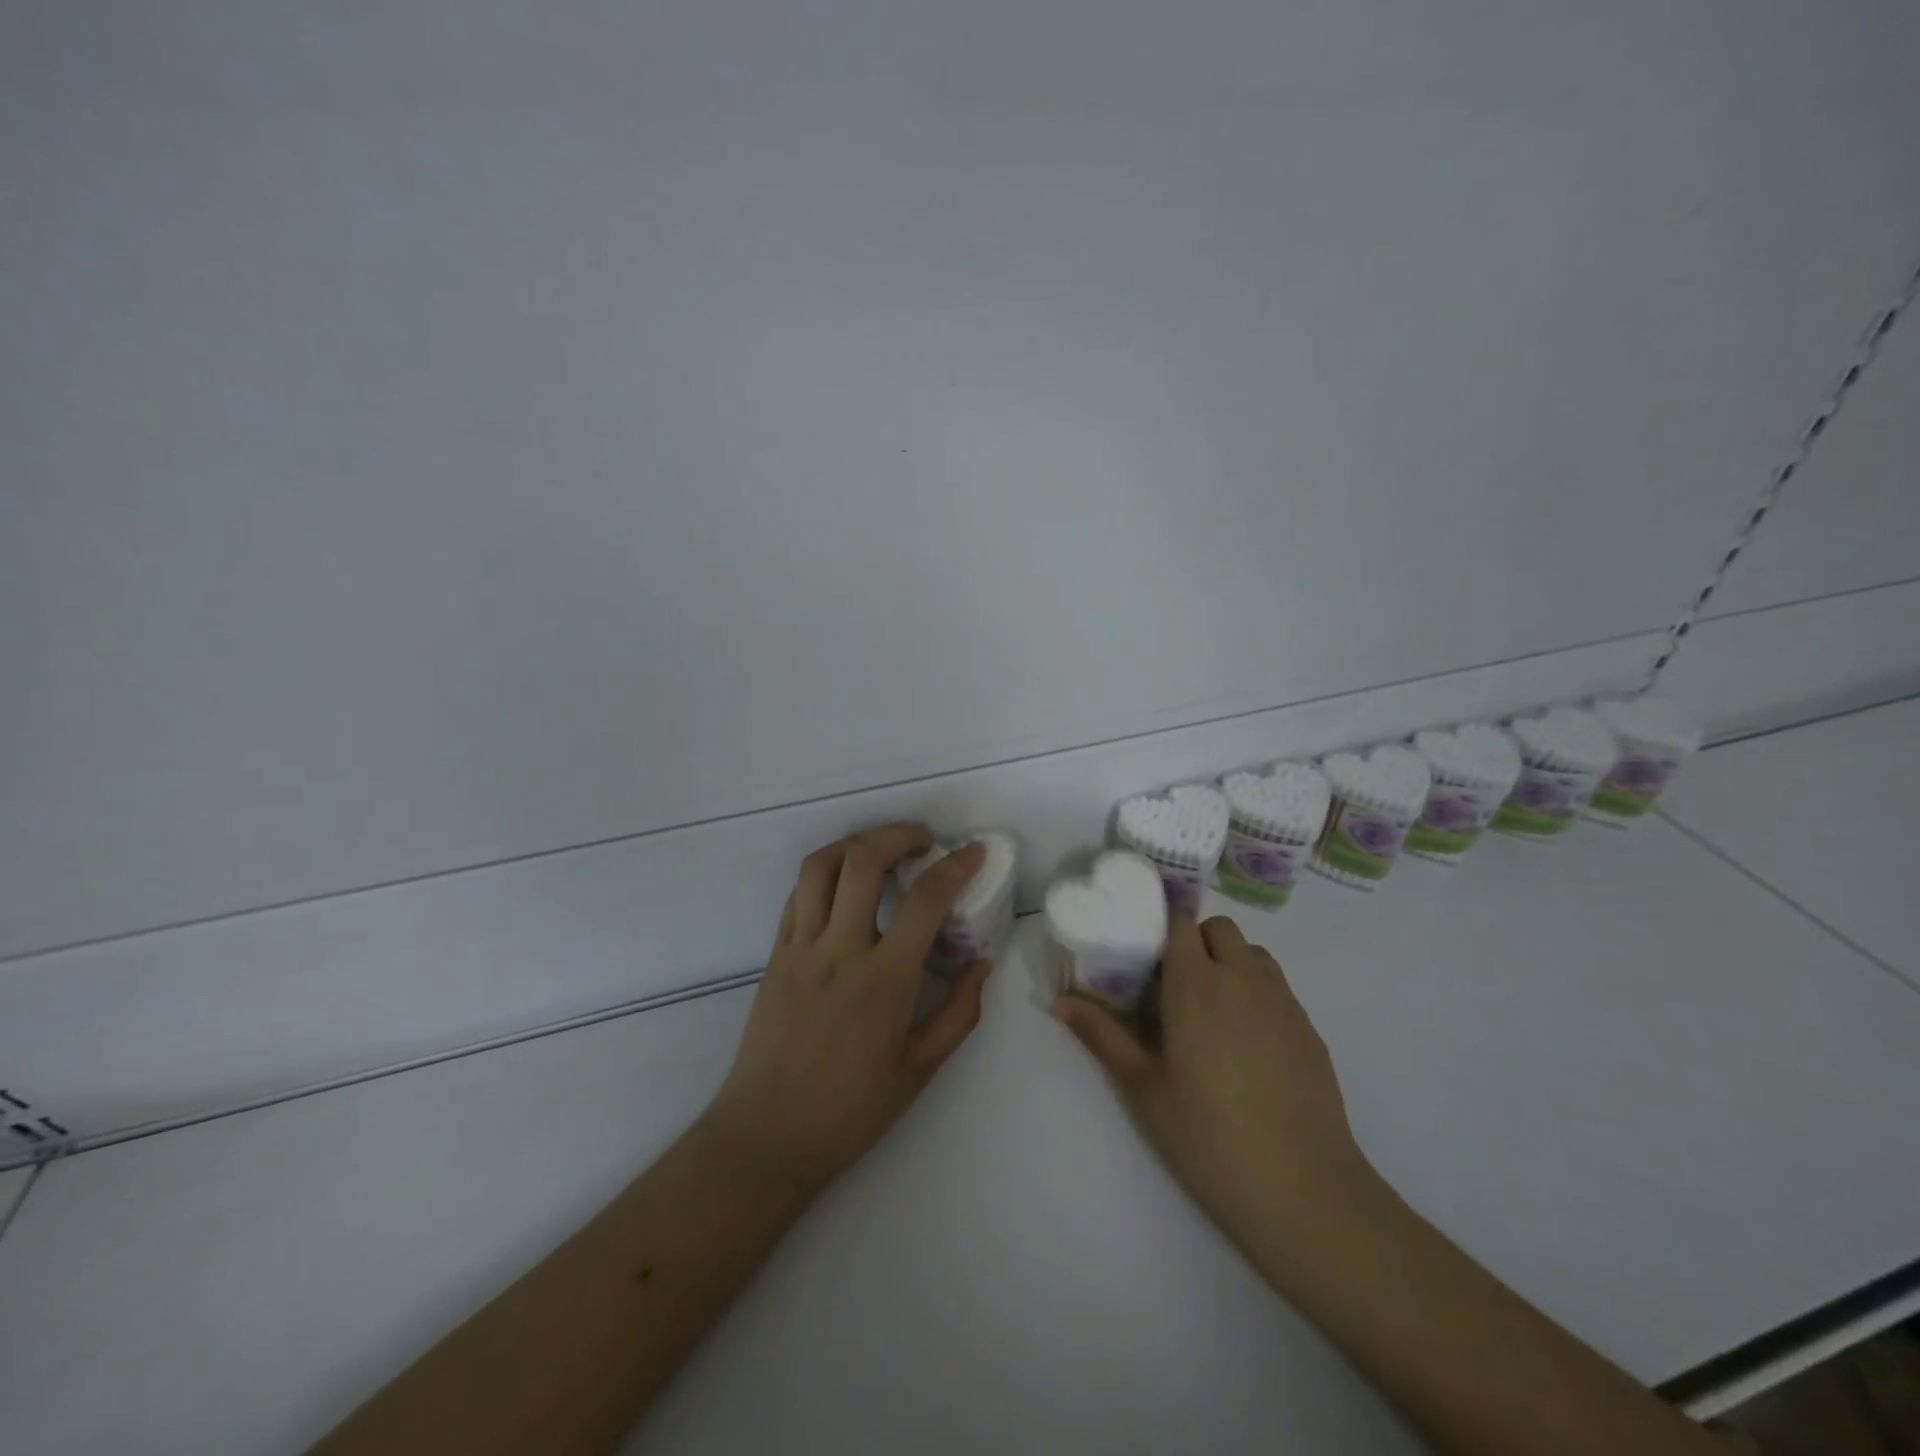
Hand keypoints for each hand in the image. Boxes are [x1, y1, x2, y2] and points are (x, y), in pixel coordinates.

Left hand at [700, 823, 991, 1197]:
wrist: (766, 1137)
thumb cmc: (849, 1111)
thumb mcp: (919, 1070)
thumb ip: (959, 1013)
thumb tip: (981, 963)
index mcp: (883, 982)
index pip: (925, 901)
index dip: (956, 867)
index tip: (975, 851)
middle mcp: (838, 951)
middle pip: (863, 861)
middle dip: (899, 835)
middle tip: (924, 841)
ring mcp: (799, 948)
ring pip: (821, 866)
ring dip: (857, 844)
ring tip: (882, 849)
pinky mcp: (775, 954)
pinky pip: (798, 893)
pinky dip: (826, 873)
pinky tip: (846, 884)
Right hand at [1053, 913, 1376, 1250]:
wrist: (1301, 1189)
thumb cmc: (1207, 1136)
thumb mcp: (1143, 1087)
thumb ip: (1102, 1035)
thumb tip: (1058, 1002)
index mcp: (1195, 983)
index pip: (1181, 921)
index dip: (1163, 928)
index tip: (1146, 956)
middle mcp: (1242, 978)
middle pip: (1219, 928)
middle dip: (1196, 942)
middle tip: (1176, 986)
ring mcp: (1282, 1001)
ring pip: (1253, 953)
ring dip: (1230, 963)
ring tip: (1214, 1012)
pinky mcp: (1309, 1029)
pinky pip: (1278, 988)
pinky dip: (1258, 994)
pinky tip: (1249, 1046)